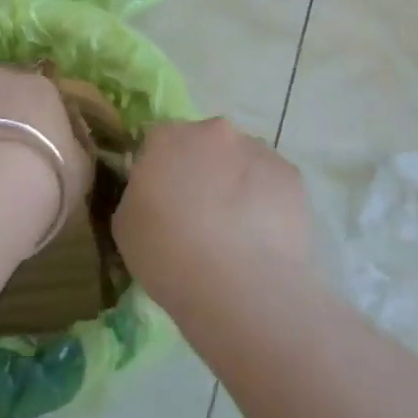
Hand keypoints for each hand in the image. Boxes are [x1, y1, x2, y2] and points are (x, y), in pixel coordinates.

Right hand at [113, 118, 311, 308]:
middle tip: (201, 216)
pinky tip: (262, 238)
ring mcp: (257, 149)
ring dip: (237, 184)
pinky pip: (272, 183)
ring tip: (237, 232)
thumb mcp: (126, 226)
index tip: (163, 201)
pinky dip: (267, 201)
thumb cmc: (168, 255)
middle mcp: (214, 131)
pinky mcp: (291, 175)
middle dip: (203, 170)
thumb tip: (155, 193)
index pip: (159, 141)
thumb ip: (138, 194)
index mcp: (168, 137)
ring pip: (242, 161)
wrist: (238, 286)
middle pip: (205, 144)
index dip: (161, 170)